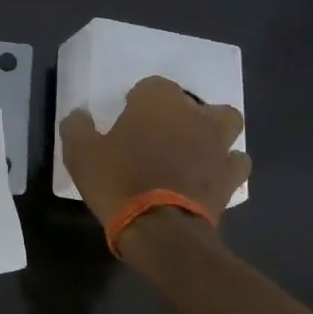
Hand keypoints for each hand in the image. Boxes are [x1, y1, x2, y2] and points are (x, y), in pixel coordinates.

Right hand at [59, 75, 248, 229]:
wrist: (159, 228)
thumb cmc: (117, 182)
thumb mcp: (80, 154)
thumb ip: (77, 127)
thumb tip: (79, 115)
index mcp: (157, 102)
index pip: (151, 85)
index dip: (137, 102)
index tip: (125, 121)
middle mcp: (194, 115)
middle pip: (192, 101)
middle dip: (178, 113)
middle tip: (158, 134)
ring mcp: (217, 144)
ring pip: (225, 122)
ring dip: (211, 130)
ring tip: (192, 148)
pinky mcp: (230, 175)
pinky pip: (235, 160)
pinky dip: (225, 164)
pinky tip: (209, 175)